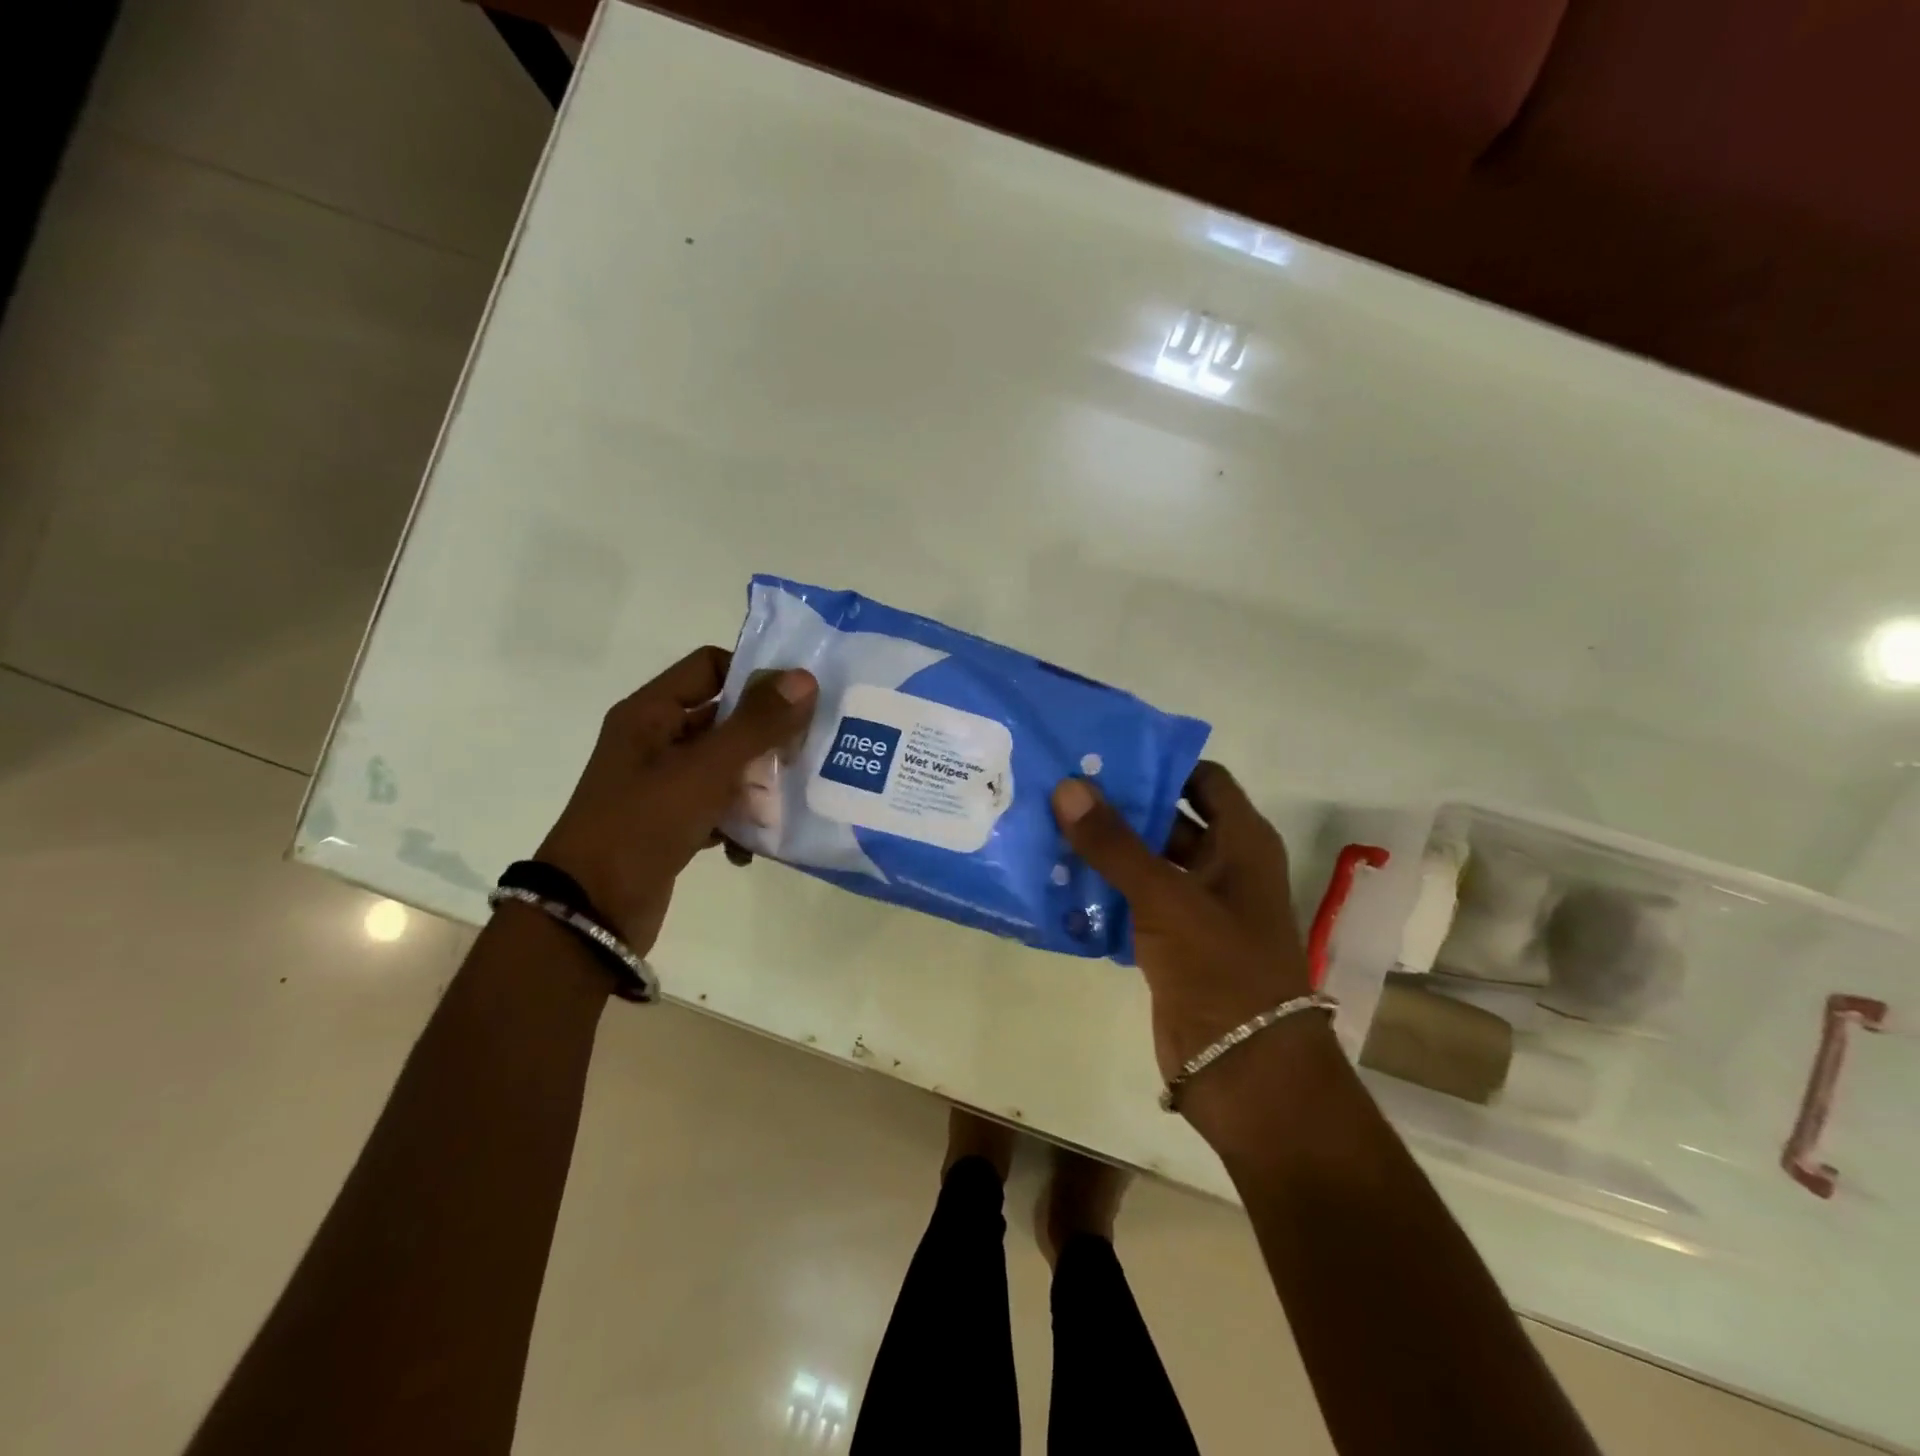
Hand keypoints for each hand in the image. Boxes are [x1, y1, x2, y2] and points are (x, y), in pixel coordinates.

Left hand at [536, 646, 817, 955]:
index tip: (798, 700)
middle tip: (805, 752)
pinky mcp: (670, 823)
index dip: (754, 674)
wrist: (590, 912)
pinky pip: (716, 807)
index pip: (710, 666)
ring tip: (789, 800)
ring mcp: (662, 784)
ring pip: (725, 766)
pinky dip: (737, 822)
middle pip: (724, 718)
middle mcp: (654, 741)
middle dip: (766, 736)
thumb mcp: (705, 769)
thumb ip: (757, 724)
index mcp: (650, 713)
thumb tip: (805, 677)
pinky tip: (751, 847)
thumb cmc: (643, 823)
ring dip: (757, 783)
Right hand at [1051, 763, 1329, 1140]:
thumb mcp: (1166, 898)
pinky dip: (1102, 890)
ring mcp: (1196, 906)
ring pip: (1145, 862)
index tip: (1104, 754)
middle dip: (1120, 805)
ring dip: (1105, 849)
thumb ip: (1114, 843)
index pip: (1202, 780)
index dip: (1159, 763)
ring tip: (1047, 825)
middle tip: (1060, 786)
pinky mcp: (1171, 941)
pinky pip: (1132, 901)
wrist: (1244, 1072)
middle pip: (1167, 818)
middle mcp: (1222, 866)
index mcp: (1241, 842)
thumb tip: (1067, 786)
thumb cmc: (1220, 969)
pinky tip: (1056, 880)